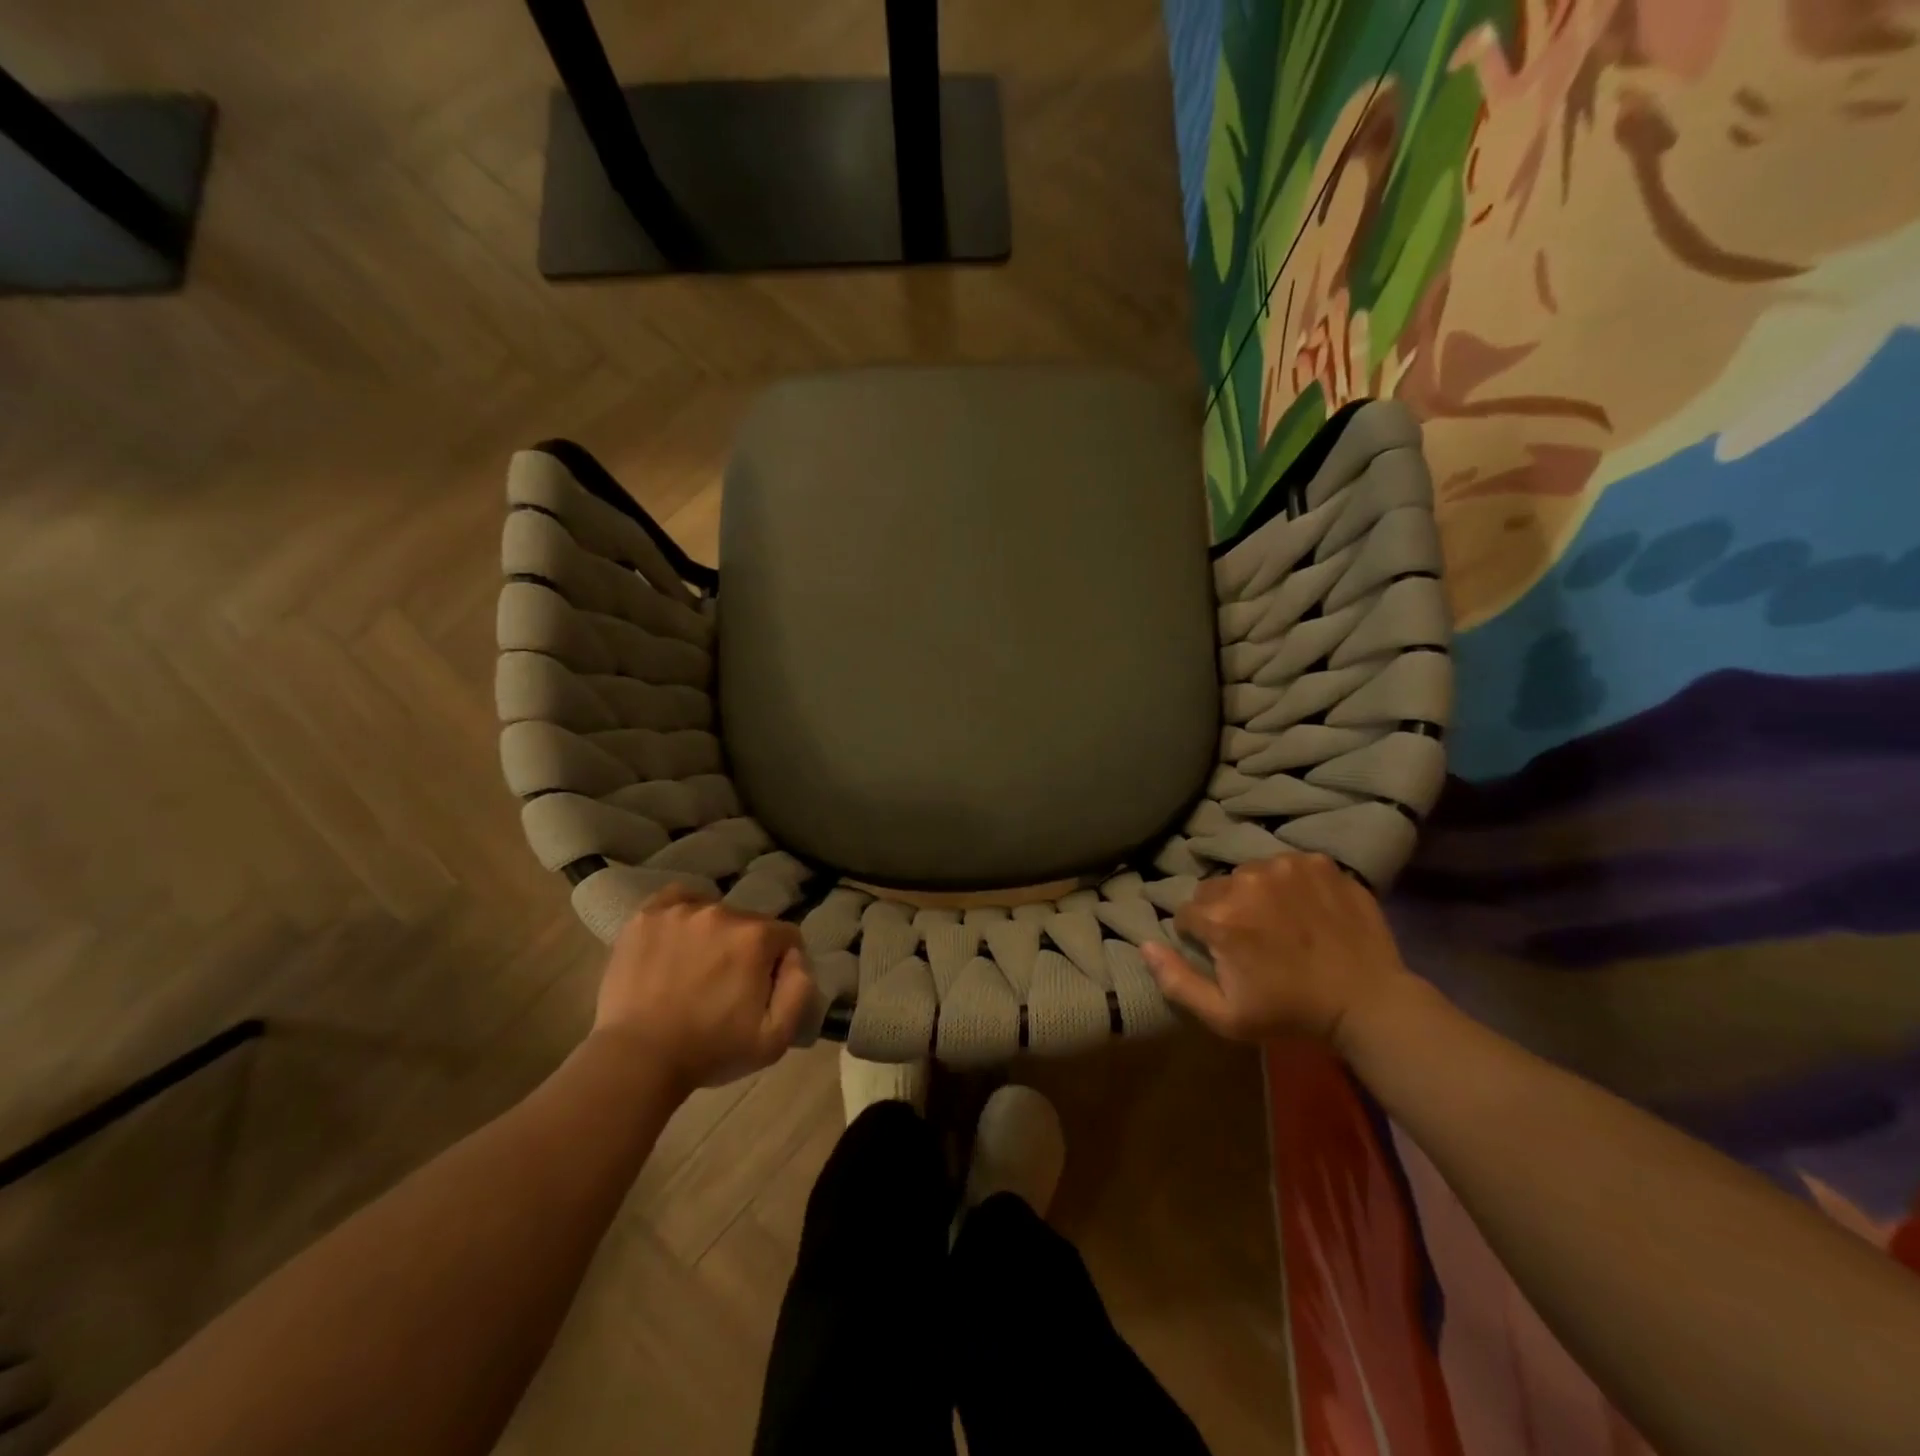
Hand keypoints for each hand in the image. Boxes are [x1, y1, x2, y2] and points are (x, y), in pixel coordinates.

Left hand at [594, 884, 813, 1092]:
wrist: (636, 1060)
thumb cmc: (710, 1051)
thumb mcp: (775, 1038)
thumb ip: (800, 990)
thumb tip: (795, 957)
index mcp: (755, 937)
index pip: (785, 936)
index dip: (779, 964)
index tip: (762, 989)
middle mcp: (721, 912)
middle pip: (749, 923)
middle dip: (745, 949)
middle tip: (726, 984)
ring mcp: (680, 911)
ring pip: (713, 912)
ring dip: (713, 934)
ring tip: (695, 967)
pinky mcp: (645, 916)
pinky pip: (676, 899)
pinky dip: (682, 914)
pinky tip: (677, 938)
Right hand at [1141, 854, 1413, 1049]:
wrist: (1369, 1001)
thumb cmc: (1291, 1013)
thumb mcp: (1225, 1016)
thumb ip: (1176, 980)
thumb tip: (1144, 945)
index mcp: (1221, 916)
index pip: (1186, 913)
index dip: (1200, 937)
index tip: (1224, 956)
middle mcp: (1247, 880)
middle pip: (1215, 889)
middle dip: (1225, 912)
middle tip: (1254, 940)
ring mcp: (1286, 866)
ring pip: (1250, 874)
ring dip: (1256, 895)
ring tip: (1282, 923)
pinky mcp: (1318, 862)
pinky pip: (1286, 866)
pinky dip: (1290, 884)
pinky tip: (1307, 911)